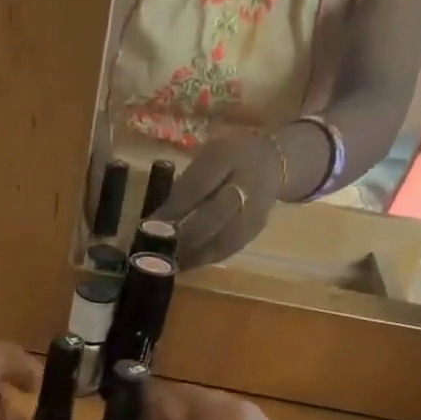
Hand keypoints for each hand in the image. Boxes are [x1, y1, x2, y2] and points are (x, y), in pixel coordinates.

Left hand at [157, 126, 287, 268]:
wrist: (272, 160)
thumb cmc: (226, 158)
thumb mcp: (203, 158)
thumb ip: (183, 186)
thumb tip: (155, 221)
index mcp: (228, 155)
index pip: (197, 186)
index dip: (173, 210)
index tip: (148, 228)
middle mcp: (247, 182)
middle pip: (213, 216)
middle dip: (182, 237)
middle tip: (157, 251)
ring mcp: (255, 209)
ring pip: (222, 239)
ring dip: (192, 254)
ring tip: (167, 263)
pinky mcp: (255, 230)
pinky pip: (228, 248)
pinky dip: (205, 258)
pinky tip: (185, 264)